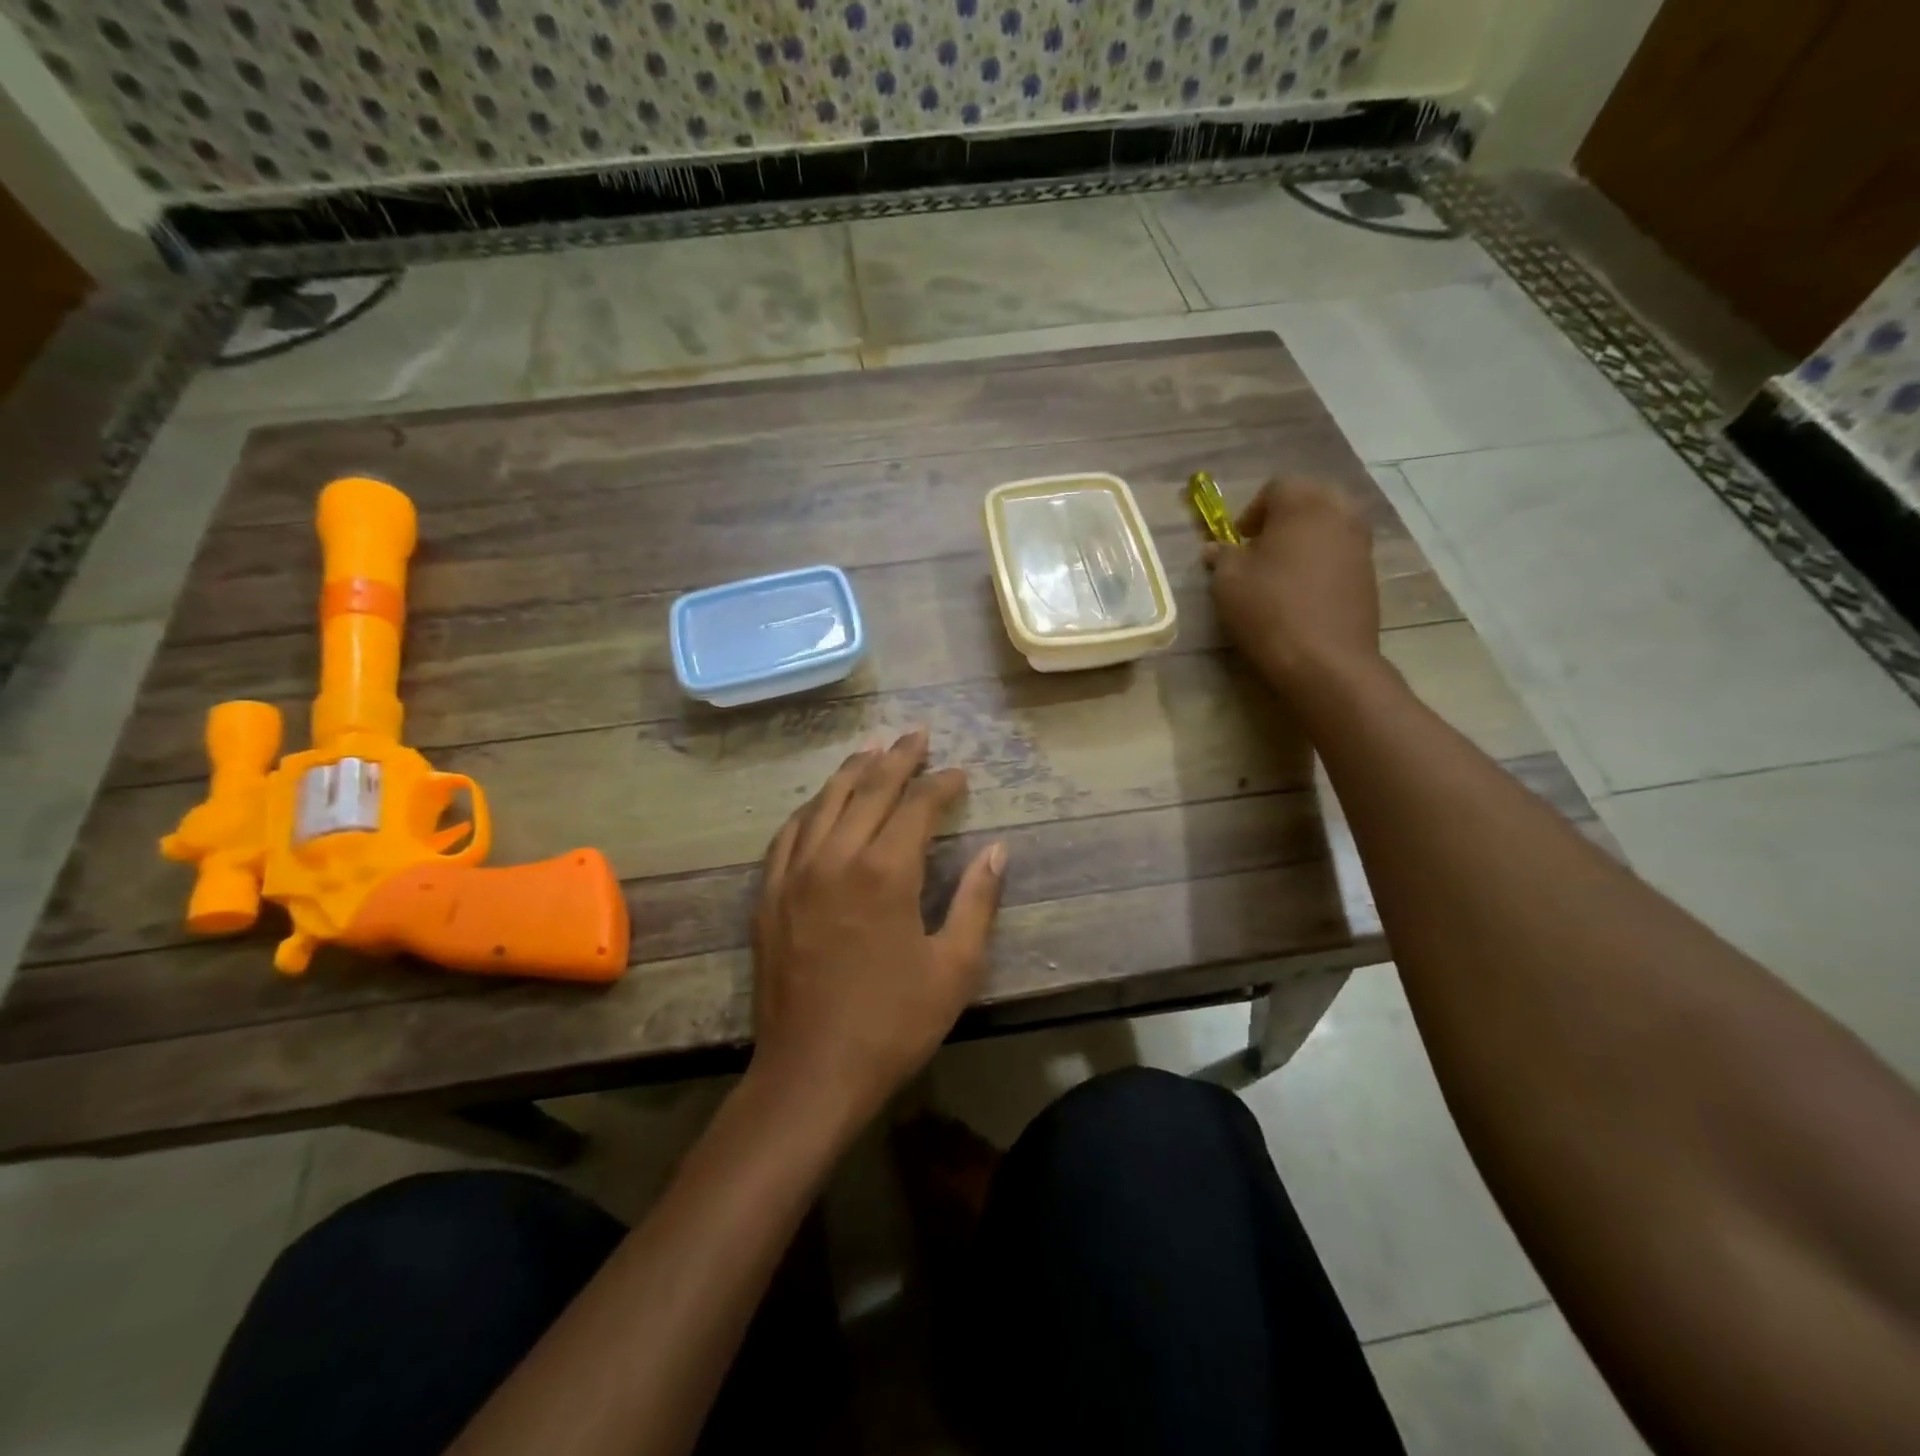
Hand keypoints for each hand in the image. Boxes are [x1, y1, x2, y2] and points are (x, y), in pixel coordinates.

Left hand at [749, 730, 1005, 1125]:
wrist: (811, 1073)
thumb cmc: (892, 1024)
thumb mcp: (954, 968)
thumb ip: (977, 901)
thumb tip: (997, 850)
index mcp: (885, 871)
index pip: (917, 806)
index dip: (941, 785)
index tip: (959, 774)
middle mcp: (836, 857)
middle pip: (868, 789)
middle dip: (897, 758)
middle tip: (917, 734)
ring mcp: (795, 873)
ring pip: (824, 802)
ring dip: (851, 772)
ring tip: (872, 750)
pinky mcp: (770, 895)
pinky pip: (789, 834)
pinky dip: (811, 809)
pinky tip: (821, 804)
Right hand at [1204, 478, 1380, 692]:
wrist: (1325, 660)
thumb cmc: (1269, 611)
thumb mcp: (1228, 582)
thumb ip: (1222, 557)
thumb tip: (1215, 549)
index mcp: (1303, 504)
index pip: (1277, 486)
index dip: (1253, 510)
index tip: (1239, 540)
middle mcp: (1339, 512)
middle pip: (1311, 498)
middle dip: (1285, 517)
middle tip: (1262, 548)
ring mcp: (1360, 542)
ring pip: (1331, 523)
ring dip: (1307, 538)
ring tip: (1283, 570)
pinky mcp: (1370, 572)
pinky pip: (1342, 551)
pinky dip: (1324, 560)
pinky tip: (1304, 591)